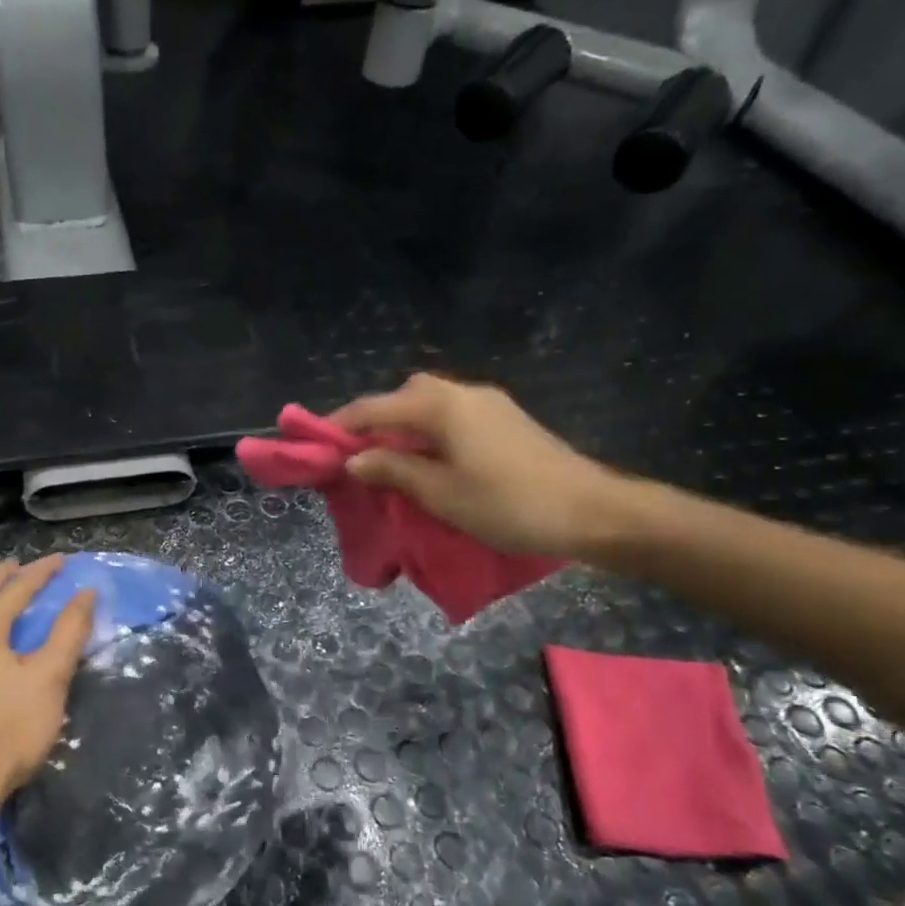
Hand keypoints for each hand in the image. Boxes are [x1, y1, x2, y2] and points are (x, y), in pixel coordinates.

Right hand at [332, 373, 630, 559]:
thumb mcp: (440, 493)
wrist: (593, 511)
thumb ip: (393, 471)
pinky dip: (426, 432)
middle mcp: (462, 393)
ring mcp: (488, 405)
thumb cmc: (508, 504)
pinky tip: (427, 461)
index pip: (374, 408)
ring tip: (386, 462)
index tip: (312, 442)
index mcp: (441, 406)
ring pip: (429, 404)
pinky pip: (451, 416)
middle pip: (403, 396)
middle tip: (355, 455)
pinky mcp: (506, 421)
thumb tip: (355, 459)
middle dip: (372, 420)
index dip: (339, 424)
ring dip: (401, 426)